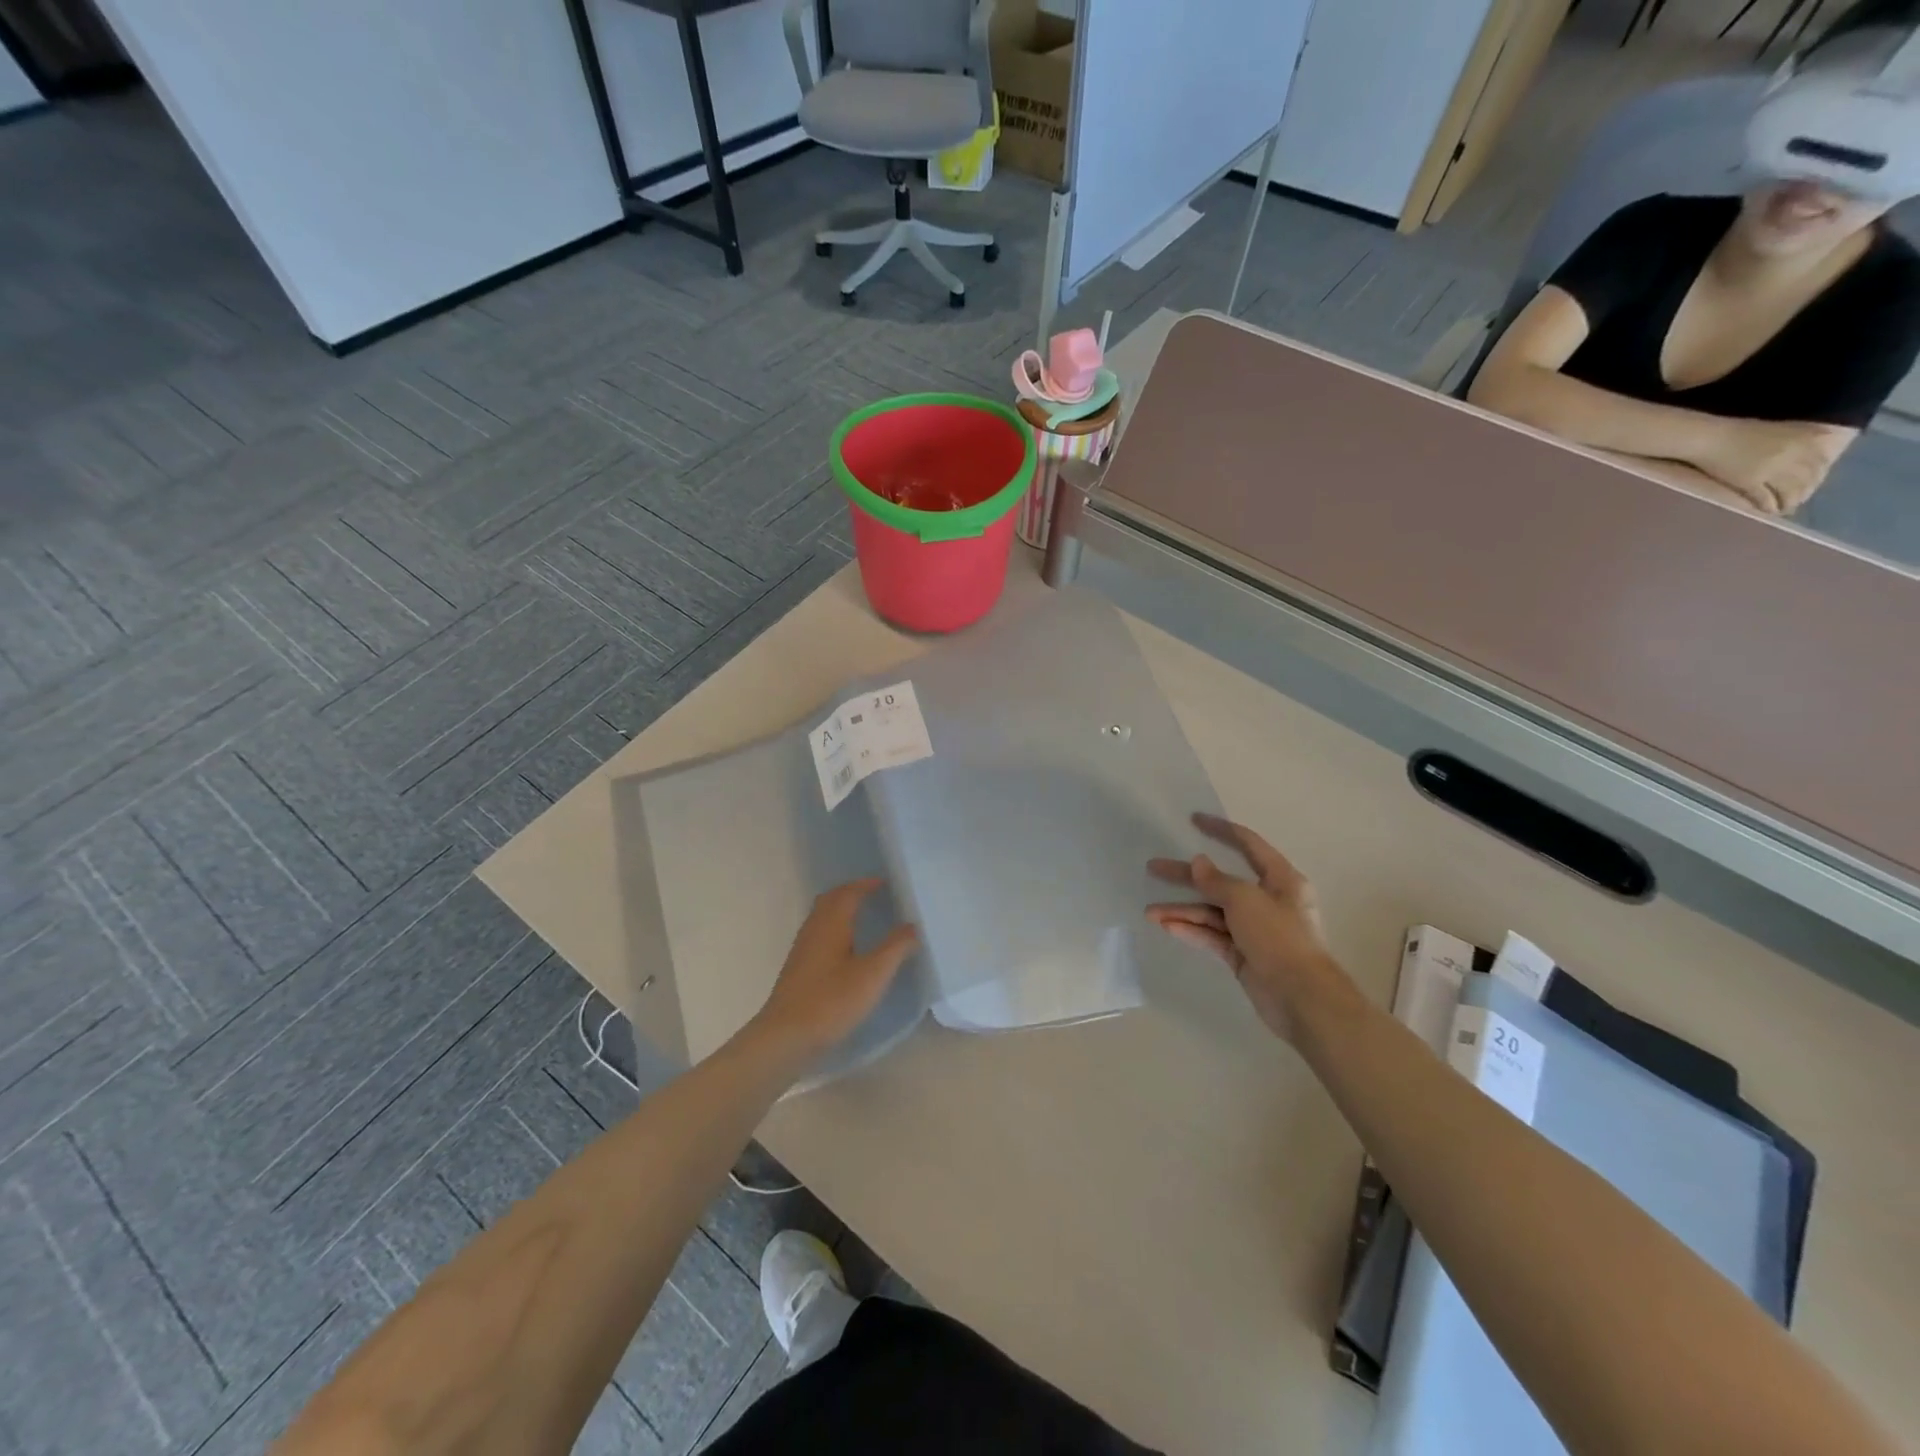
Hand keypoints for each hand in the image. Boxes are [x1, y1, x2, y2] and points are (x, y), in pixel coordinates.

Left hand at [750, 880, 917, 1060]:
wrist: (786, 1037)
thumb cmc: (831, 1001)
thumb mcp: (873, 974)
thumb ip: (895, 947)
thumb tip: (913, 925)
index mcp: (831, 924)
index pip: (848, 893)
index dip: (865, 885)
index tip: (884, 883)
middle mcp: (813, 930)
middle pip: (830, 900)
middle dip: (851, 893)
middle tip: (873, 895)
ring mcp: (802, 950)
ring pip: (822, 918)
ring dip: (841, 910)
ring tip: (863, 918)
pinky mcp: (798, 969)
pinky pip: (818, 935)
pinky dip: (834, 929)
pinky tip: (845, 950)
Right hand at [1146, 814, 1349, 1043]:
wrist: (1302, 998)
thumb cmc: (1279, 938)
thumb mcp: (1245, 900)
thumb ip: (1217, 881)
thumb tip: (1198, 863)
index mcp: (1281, 880)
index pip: (1249, 845)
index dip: (1221, 830)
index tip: (1194, 820)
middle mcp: (1268, 901)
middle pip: (1221, 881)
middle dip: (1187, 876)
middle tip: (1153, 867)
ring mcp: (1255, 930)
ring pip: (1213, 912)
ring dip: (1183, 910)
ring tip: (1150, 912)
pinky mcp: (1244, 955)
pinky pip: (1213, 936)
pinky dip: (1192, 930)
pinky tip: (1168, 927)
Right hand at [1693, 419, 1848, 513]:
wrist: (1709, 438)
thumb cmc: (1739, 431)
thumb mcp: (1780, 429)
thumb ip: (1801, 438)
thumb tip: (1822, 444)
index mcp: (1803, 441)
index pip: (1820, 464)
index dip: (1817, 477)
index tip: (1811, 484)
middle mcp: (1793, 456)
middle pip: (1806, 480)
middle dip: (1803, 492)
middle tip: (1796, 500)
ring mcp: (1771, 470)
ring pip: (1789, 491)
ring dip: (1788, 502)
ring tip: (1783, 509)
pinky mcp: (1750, 482)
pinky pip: (1765, 498)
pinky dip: (1768, 507)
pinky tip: (1767, 511)